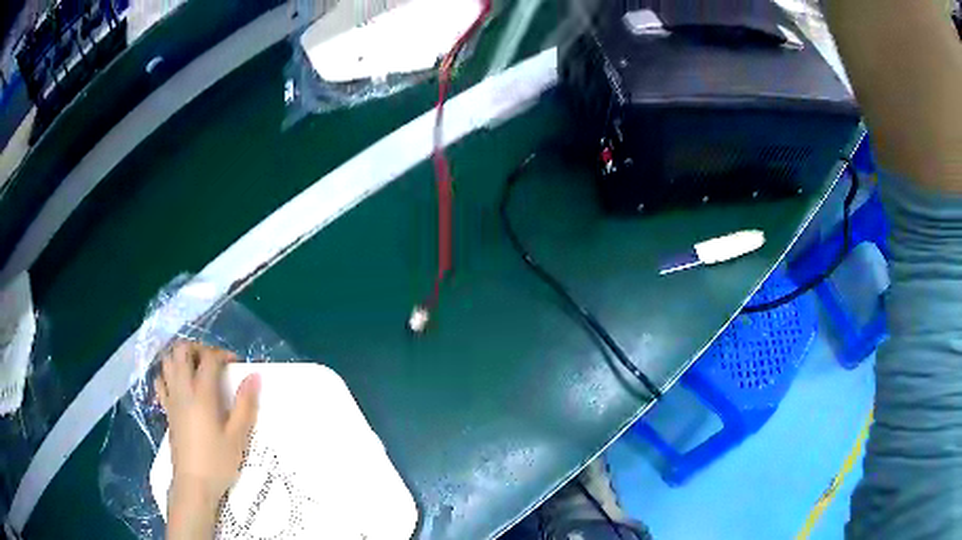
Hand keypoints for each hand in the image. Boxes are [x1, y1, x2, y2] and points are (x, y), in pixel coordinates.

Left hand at [154, 340, 259, 538]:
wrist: (193, 484)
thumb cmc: (218, 462)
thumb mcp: (238, 436)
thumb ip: (245, 404)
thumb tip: (254, 375)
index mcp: (201, 395)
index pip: (208, 359)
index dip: (222, 354)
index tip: (236, 364)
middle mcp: (182, 390)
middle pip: (181, 351)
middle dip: (198, 348)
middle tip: (213, 362)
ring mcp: (171, 399)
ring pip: (167, 361)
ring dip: (181, 357)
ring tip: (196, 368)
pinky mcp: (166, 410)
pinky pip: (160, 381)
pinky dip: (168, 374)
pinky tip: (178, 384)